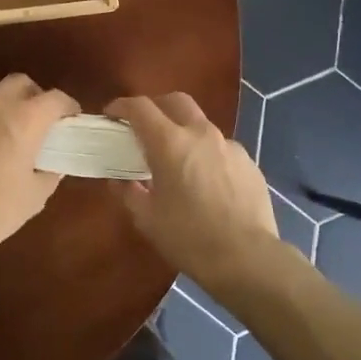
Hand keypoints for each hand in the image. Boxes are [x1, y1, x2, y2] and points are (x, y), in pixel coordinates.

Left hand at [0, 74, 79, 267]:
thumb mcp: (35, 197)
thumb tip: (52, 163)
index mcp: (23, 120)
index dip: (68, 107)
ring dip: (4, 111)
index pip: (55, 98)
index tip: (71, 121)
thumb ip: (49, 172)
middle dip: (34, 97)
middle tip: (38, 123)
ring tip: (3, 140)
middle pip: (20, 83)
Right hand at [106, 94, 282, 291]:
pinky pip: (222, 148)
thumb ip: (128, 193)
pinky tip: (207, 181)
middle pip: (175, 101)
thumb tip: (118, 180)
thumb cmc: (189, 238)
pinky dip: (207, 154)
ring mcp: (229, 145)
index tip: (112, 114)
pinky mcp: (249, 161)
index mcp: (170, 143)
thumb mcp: (148, 219)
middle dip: (156, 107)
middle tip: (144, 127)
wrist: (247, 258)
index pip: (141, 108)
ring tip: (178, 159)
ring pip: (201, 124)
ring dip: (184, 131)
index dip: (122, 106)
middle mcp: (201, 134)